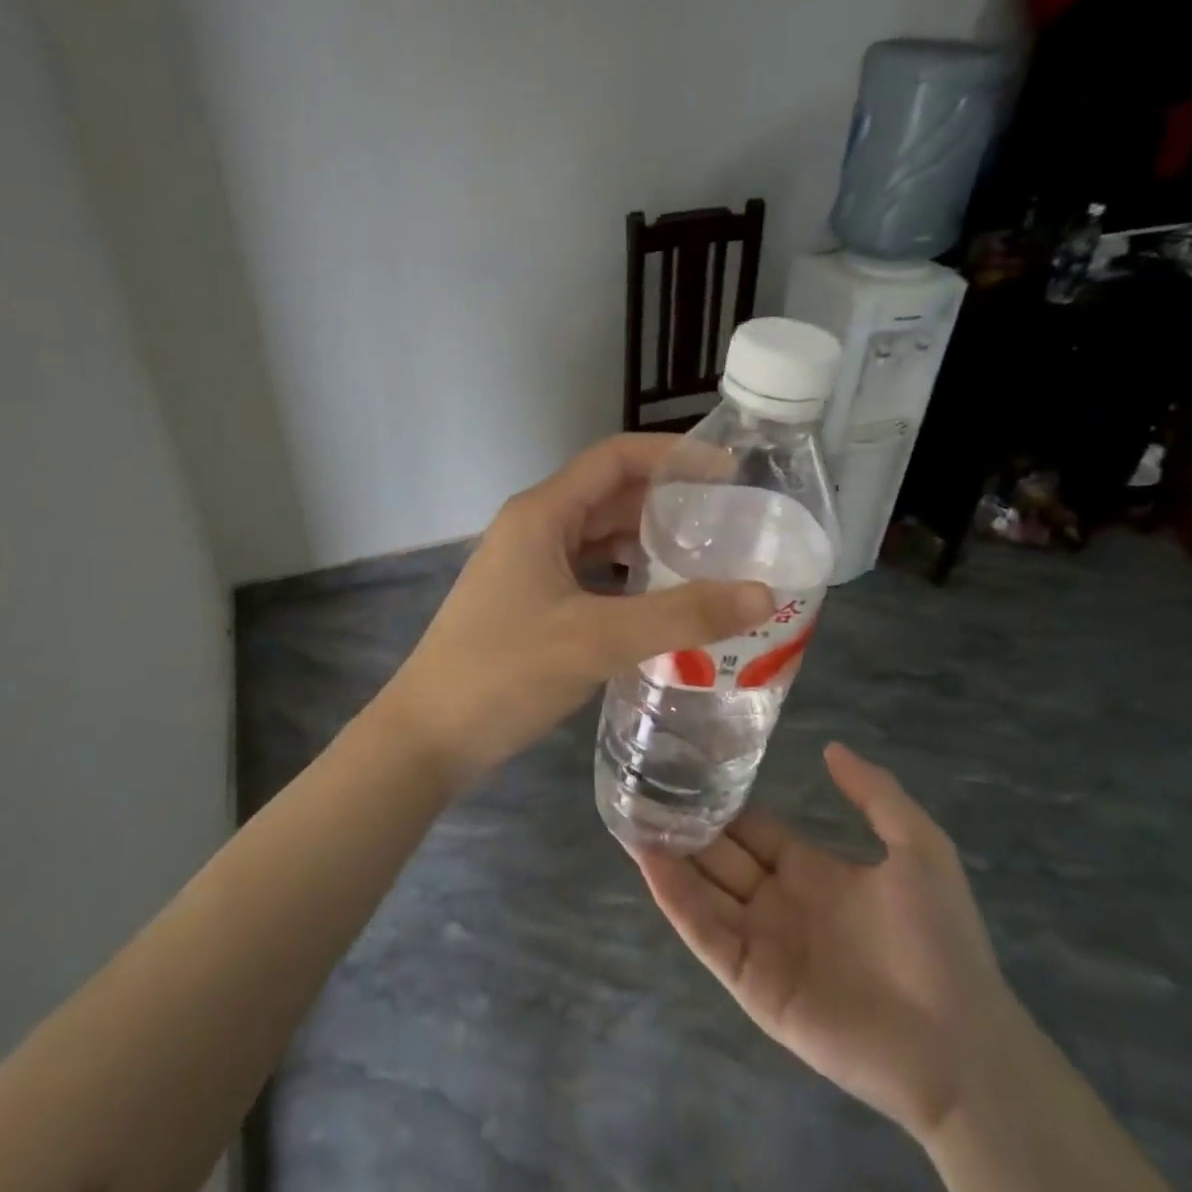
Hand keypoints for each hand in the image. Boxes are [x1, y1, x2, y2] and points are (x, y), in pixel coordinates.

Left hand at [377, 434, 773, 788]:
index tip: (729, 471)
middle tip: (731, 526)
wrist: (427, 735)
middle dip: (668, 505)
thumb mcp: (598, 638)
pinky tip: (660, 607)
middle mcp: (533, 528)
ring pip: (599, 541)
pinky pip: (588, 576)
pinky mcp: (527, 603)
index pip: (615, 458)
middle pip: (610, 498)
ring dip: (648, 546)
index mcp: (542, 514)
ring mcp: (526, 567)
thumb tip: (764, 594)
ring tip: (708, 564)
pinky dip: (626, 582)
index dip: (672, 455)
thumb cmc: (505, 672)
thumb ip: (682, 615)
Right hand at [634, 743, 1020, 1140]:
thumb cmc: (940, 941)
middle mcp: (777, 901)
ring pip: (702, 889)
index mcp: (809, 871)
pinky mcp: (750, 981)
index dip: (721, 800)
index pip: (751, 827)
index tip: (683, 766)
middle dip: (683, 822)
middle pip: (718, 853)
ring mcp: (760, 942)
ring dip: (666, 856)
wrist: (961, 1047)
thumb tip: (830, 747)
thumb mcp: (918, 848)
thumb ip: (874, 794)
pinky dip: (675, 898)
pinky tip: (649, 862)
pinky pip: (705, 932)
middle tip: (639, 784)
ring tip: (628, 815)